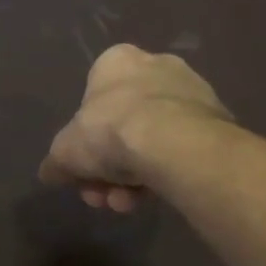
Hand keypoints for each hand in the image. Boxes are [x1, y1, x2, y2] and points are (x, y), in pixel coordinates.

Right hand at [39, 45, 232, 211]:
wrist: (175, 142)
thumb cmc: (110, 130)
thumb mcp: (65, 152)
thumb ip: (56, 162)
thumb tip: (48, 173)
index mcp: (117, 61)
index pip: (94, 98)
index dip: (85, 138)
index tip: (83, 167)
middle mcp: (156, 66)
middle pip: (123, 124)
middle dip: (109, 166)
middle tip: (103, 195)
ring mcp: (191, 92)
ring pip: (152, 141)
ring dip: (134, 177)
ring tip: (128, 203)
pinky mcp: (216, 120)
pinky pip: (180, 149)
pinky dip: (164, 172)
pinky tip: (155, 197)